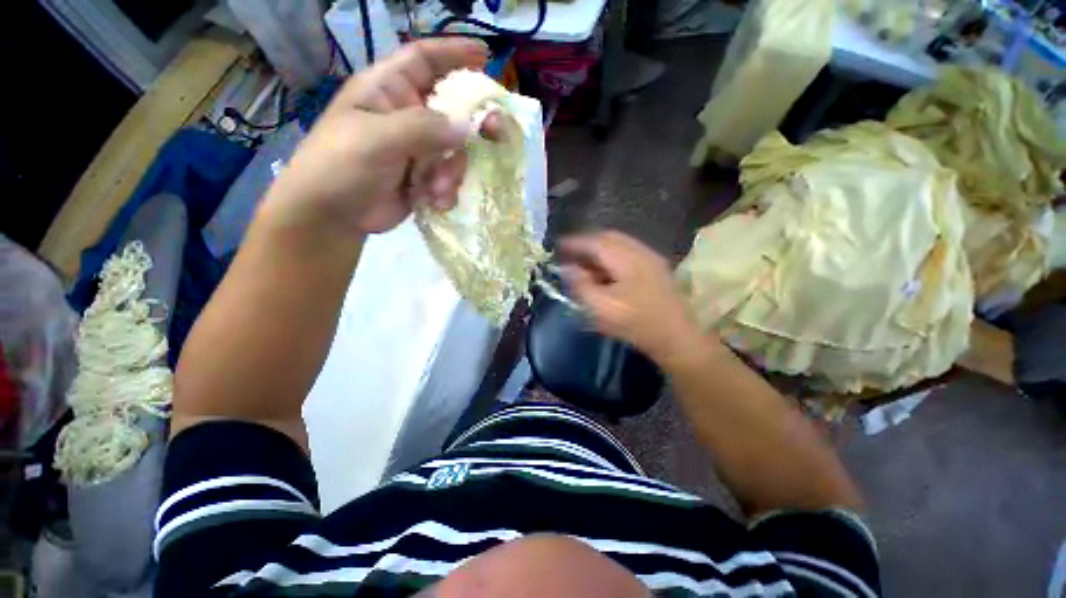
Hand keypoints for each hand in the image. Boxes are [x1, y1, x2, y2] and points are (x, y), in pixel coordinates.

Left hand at [263, 38, 492, 235]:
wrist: (333, 217)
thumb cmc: (341, 166)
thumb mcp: (376, 139)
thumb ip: (422, 128)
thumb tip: (466, 127)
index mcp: (387, 90)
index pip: (424, 59)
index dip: (454, 53)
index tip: (485, 56)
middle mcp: (406, 116)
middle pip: (451, 108)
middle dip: (472, 123)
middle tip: (495, 131)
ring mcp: (417, 150)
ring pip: (455, 150)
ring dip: (451, 171)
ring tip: (435, 188)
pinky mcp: (424, 178)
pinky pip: (449, 177)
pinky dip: (446, 190)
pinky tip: (432, 201)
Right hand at [560, 231, 709, 365]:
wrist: (676, 337)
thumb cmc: (636, 324)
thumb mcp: (601, 308)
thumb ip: (581, 285)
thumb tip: (567, 268)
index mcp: (626, 259)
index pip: (594, 242)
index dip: (573, 242)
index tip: (556, 246)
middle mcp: (640, 251)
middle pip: (607, 238)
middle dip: (586, 244)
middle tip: (569, 255)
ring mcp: (650, 258)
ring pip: (618, 245)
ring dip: (598, 250)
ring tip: (583, 264)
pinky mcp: (655, 268)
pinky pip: (626, 253)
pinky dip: (610, 257)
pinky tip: (604, 272)